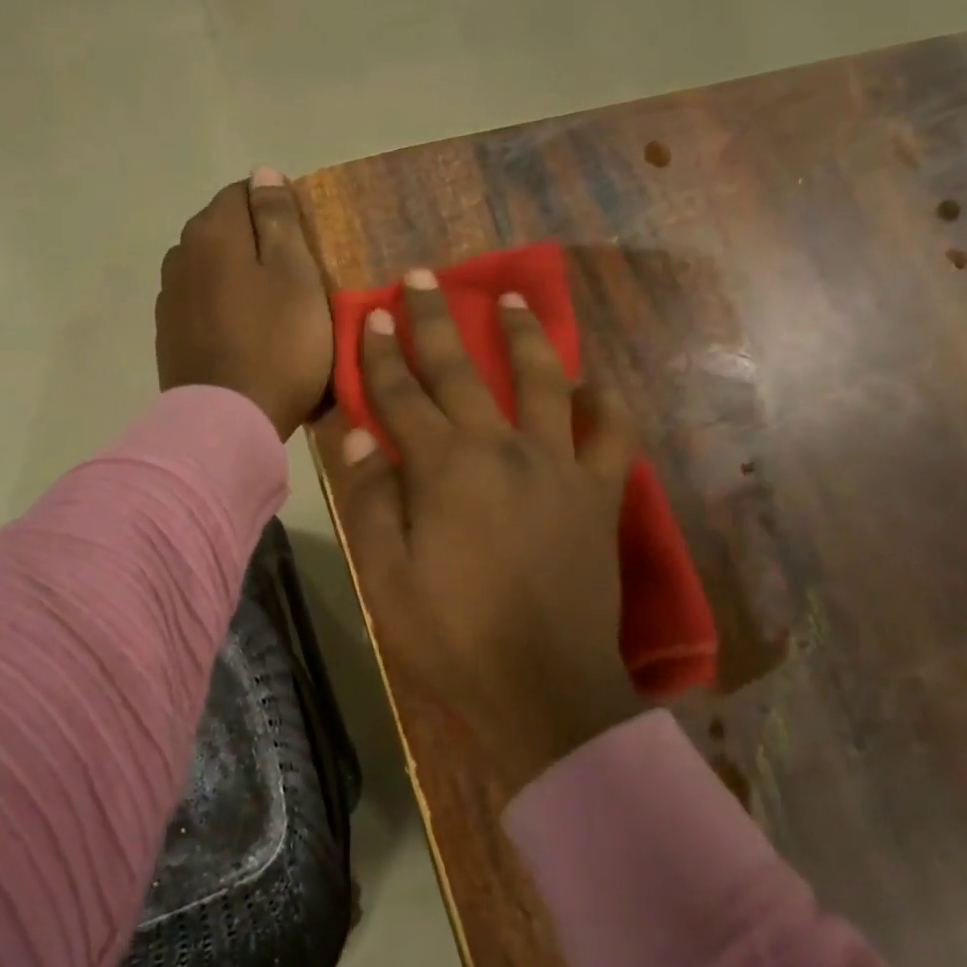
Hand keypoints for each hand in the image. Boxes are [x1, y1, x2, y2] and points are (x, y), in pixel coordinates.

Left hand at [156, 167, 333, 440]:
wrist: (228, 422)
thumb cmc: (277, 345)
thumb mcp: (296, 275)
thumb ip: (279, 219)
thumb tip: (263, 173)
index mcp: (212, 231)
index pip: (244, 192)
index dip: (278, 211)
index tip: (305, 245)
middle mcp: (180, 254)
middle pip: (223, 229)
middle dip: (256, 242)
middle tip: (294, 279)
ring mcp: (169, 297)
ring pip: (210, 267)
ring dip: (236, 276)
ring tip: (269, 310)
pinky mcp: (169, 335)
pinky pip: (200, 303)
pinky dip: (221, 306)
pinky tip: (242, 334)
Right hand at [329, 269, 644, 797]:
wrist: (544, 689)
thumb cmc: (453, 637)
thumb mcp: (386, 577)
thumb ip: (370, 499)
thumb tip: (355, 434)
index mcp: (445, 469)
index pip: (402, 396)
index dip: (382, 354)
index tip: (373, 315)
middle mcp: (502, 449)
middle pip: (462, 371)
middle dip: (436, 321)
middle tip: (422, 277)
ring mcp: (558, 467)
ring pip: (542, 381)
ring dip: (524, 336)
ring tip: (513, 299)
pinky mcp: (598, 495)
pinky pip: (611, 435)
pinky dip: (604, 405)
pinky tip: (591, 387)